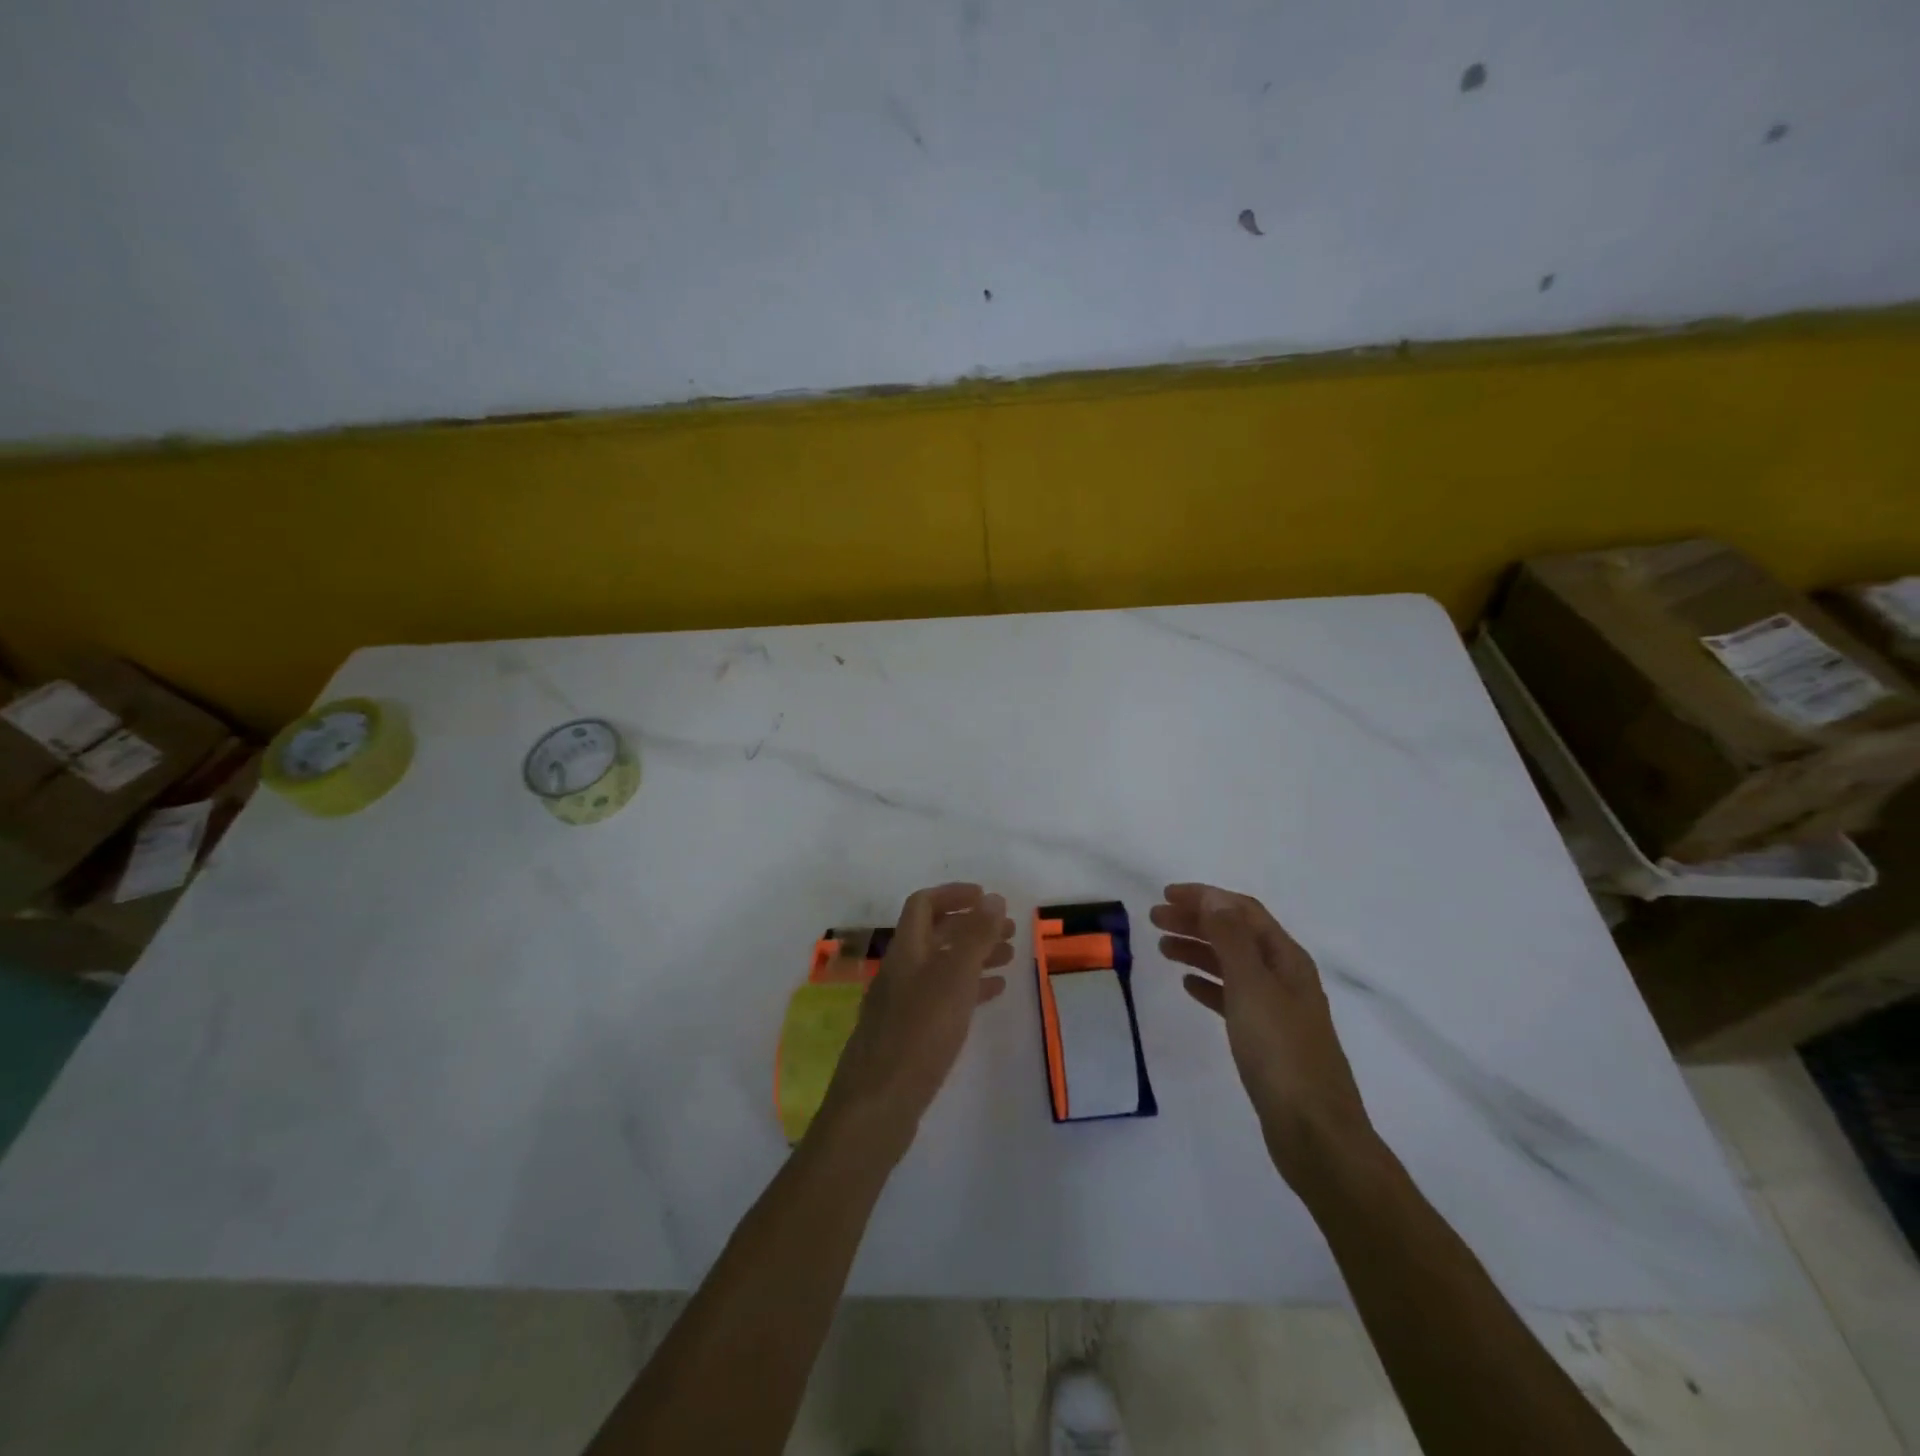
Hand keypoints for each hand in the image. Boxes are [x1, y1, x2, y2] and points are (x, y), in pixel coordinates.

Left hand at [813, 883, 1014, 1161]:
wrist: (878, 1105)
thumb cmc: (919, 1033)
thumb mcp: (954, 978)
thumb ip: (974, 936)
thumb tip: (993, 898)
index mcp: (906, 950)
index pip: (923, 904)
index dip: (954, 894)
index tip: (988, 898)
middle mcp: (900, 970)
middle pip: (935, 934)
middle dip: (972, 926)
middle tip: (1010, 930)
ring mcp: (902, 1003)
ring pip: (942, 966)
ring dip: (974, 956)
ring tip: (1010, 958)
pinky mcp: (909, 1034)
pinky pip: (943, 997)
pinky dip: (968, 988)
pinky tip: (992, 995)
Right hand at [1151, 883, 1374, 1184]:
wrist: (1315, 1132)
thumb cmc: (1280, 1052)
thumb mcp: (1252, 987)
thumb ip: (1231, 939)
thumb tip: (1213, 898)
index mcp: (1286, 958)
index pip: (1242, 911)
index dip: (1205, 898)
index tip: (1166, 895)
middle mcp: (1285, 976)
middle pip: (1236, 934)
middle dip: (1196, 921)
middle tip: (1155, 919)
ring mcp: (1278, 1008)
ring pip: (1231, 964)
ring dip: (1199, 949)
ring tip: (1163, 948)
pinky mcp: (1267, 1038)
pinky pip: (1233, 997)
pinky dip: (1209, 984)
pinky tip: (1188, 986)